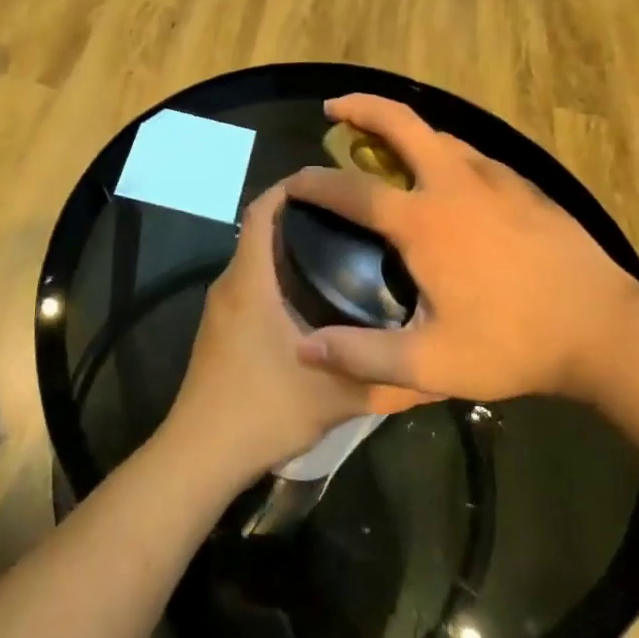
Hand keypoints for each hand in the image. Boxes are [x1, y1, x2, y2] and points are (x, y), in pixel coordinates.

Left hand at [165, 183, 386, 481]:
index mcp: (250, 281)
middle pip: (261, 231)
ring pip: (256, 261)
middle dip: (303, 218)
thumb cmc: (262, 409)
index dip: (292, 187)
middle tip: (356, 221)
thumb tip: (438, 370)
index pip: (262, 210)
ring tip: (345, 254)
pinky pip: (251, 286)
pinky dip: (279, 278)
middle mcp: (230, 284)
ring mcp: (221, 309)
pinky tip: (317, 300)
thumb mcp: (336, 396)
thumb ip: (388, 380)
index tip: (333, 182)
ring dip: (291, 250)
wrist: (199, 455)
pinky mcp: (221, 331)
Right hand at [286, 95, 638, 405]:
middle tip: (333, 109)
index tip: (290, 182)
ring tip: (382, 146)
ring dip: (403, 130)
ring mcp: (495, 178)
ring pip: (439, 135)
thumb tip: (305, 349)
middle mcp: (454, 184)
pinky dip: (442, 152)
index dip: (313, 182)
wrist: (607, 330)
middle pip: (400, 123)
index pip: (351, 189)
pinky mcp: (525, 186)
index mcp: (424, 222)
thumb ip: (364, 357)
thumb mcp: (433, 365)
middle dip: (361, 107)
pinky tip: (446, 180)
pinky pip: (470, 155)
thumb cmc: (515, 344)